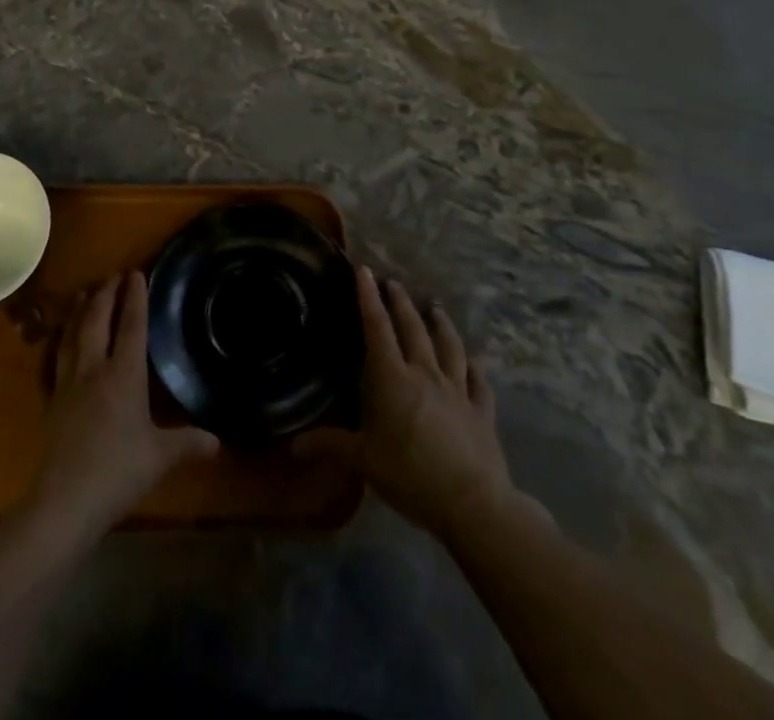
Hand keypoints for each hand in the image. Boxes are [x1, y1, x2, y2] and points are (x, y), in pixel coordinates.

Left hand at [21, 272, 218, 542]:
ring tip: (85, 293)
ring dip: (81, 310)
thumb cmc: (118, 472)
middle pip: (98, 321)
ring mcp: (69, 383)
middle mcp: (95, 369)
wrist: (65, 500)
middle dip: (106, 294)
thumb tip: (217, 440)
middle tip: (113, 275)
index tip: (136, 273)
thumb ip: (187, 443)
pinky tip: (63, 340)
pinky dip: (63, 339)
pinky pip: (58, 358)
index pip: (131, 326)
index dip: (135, 298)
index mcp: (124, 374)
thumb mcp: (160, 457)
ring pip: (74, 334)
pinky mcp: (53, 400)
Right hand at [338, 267, 517, 538]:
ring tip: (435, 308)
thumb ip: (331, 447)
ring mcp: (457, 391)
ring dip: (441, 325)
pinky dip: (475, 369)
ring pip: (449, 347)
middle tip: (394, 283)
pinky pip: (479, 383)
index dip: (368, 298)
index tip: (365, 270)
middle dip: (401, 303)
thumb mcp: (365, 461)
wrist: (472, 503)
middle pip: (413, 329)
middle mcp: (425, 374)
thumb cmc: (411, 476)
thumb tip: (292, 446)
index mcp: (393, 379)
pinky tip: (474, 361)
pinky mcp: (482, 412)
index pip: (377, 329)